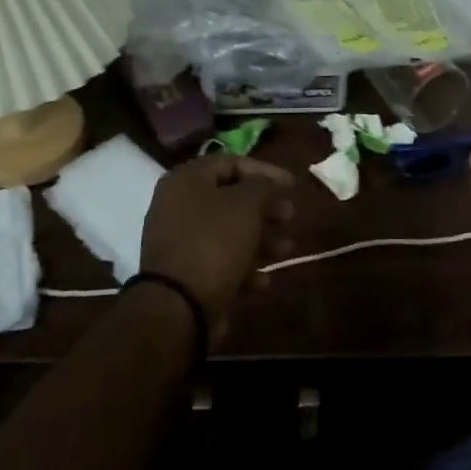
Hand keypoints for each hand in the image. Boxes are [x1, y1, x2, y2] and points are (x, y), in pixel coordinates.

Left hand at [139, 155, 295, 333]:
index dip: (265, 171)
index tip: (292, 186)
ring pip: (229, 231)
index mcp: (187, 181)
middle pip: (231, 198)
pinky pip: (220, 260)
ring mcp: (181, 241)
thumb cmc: (214, 243)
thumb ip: (262, 185)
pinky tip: (262, 280)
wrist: (178, 306)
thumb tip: (268, 182)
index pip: (231, 163)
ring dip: (262, 239)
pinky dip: (244, 266)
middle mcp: (178, 205)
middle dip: (266, 208)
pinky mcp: (186, 272)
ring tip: (285, 250)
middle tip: (289, 217)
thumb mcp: (246, 205)